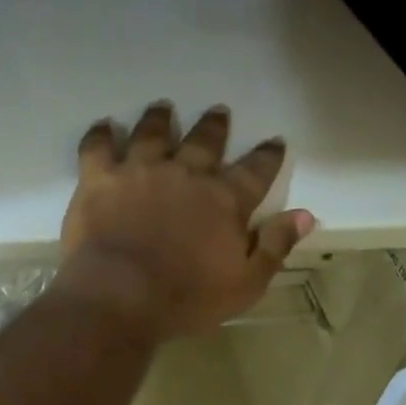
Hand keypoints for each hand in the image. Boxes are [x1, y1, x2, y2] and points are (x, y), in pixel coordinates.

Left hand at [55, 101, 314, 340]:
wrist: (120, 296)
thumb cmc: (187, 297)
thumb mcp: (246, 283)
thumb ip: (275, 245)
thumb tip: (306, 215)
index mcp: (224, 199)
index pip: (255, 170)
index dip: (267, 155)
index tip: (274, 142)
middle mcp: (185, 173)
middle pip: (204, 141)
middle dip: (215, 126)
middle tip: (219, 111)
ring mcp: (140, 170)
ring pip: (153, 133)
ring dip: (159, 119)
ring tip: (163, 107)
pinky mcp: (100, 178)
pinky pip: (98, 146)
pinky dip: (101, 134)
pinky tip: (104, 126)